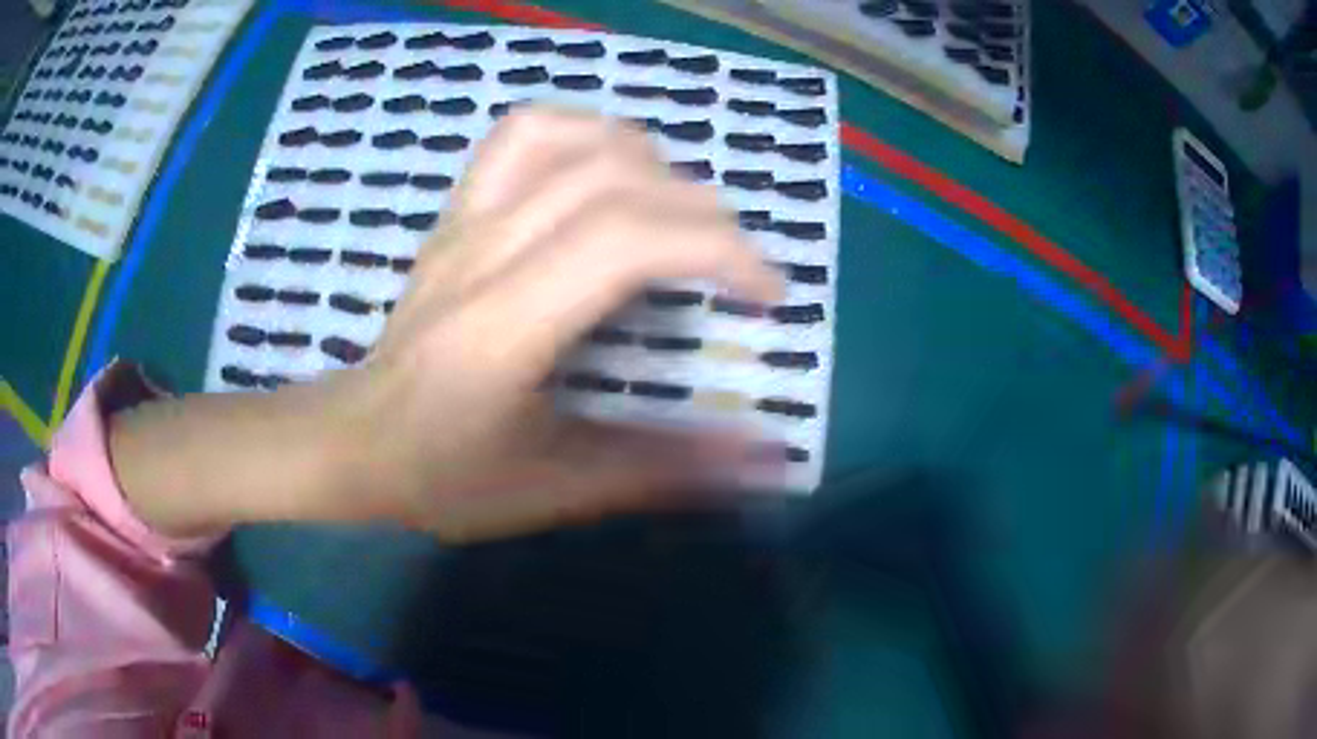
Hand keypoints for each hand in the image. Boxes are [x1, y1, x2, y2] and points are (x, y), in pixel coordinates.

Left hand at [331, 107, 782, 541]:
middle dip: (704, 213)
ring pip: (571, 138)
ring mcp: (465, 220)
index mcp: (503, 327)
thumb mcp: (552, 491)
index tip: (765, 293)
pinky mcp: (457, 212)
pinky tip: (609, 173)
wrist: (351, 440)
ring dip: (651, 163)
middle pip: (614, 179)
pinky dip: (585, 133)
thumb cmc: (440, 475)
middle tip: (736, 269)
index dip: (717, 249)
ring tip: (680, 215)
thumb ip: (660, 470)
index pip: (625, 240)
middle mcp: (484, 252)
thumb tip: (763, 453)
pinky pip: (523, 134)